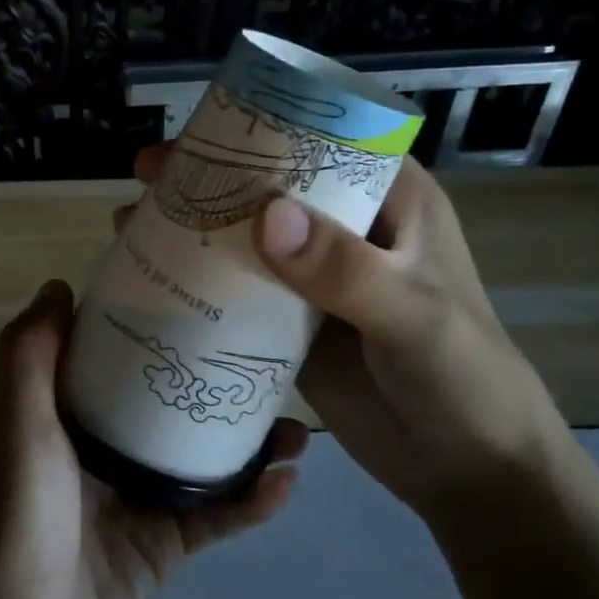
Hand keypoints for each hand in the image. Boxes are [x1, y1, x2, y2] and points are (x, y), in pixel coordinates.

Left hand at [0, 280, 306, 598]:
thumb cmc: (23, 519)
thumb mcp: (20, 426)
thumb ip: (29, 356)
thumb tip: (58, 284)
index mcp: (65, 418)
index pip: (111, 358)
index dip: (148, 326)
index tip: (196, 295)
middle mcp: (101, 451)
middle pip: (166, 404)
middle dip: (213, 381)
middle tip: (266, 356)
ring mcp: (136, 500)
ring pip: (201, 459)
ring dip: (247, 442)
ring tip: (297, 423)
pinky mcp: (164, 547)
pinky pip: (216, 515)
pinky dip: (251, 501)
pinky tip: (288, 481)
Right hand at [129, 146, 566, 522]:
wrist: (466, 468)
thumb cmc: (464, 379)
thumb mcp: (414, 317)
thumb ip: (346, 270)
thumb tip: (265, 215)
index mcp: (391, 204)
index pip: (322, 143)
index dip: (260, 130)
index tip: (197, 132)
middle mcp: (348, 231)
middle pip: (270, 188)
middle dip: (209, 178)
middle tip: (145, 173)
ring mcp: (315, 281)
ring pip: (247, 240)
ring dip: (195, 229)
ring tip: (131, 222)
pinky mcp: (292, 326)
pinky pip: (239, 294)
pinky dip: (199, 284)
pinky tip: (153, 282)